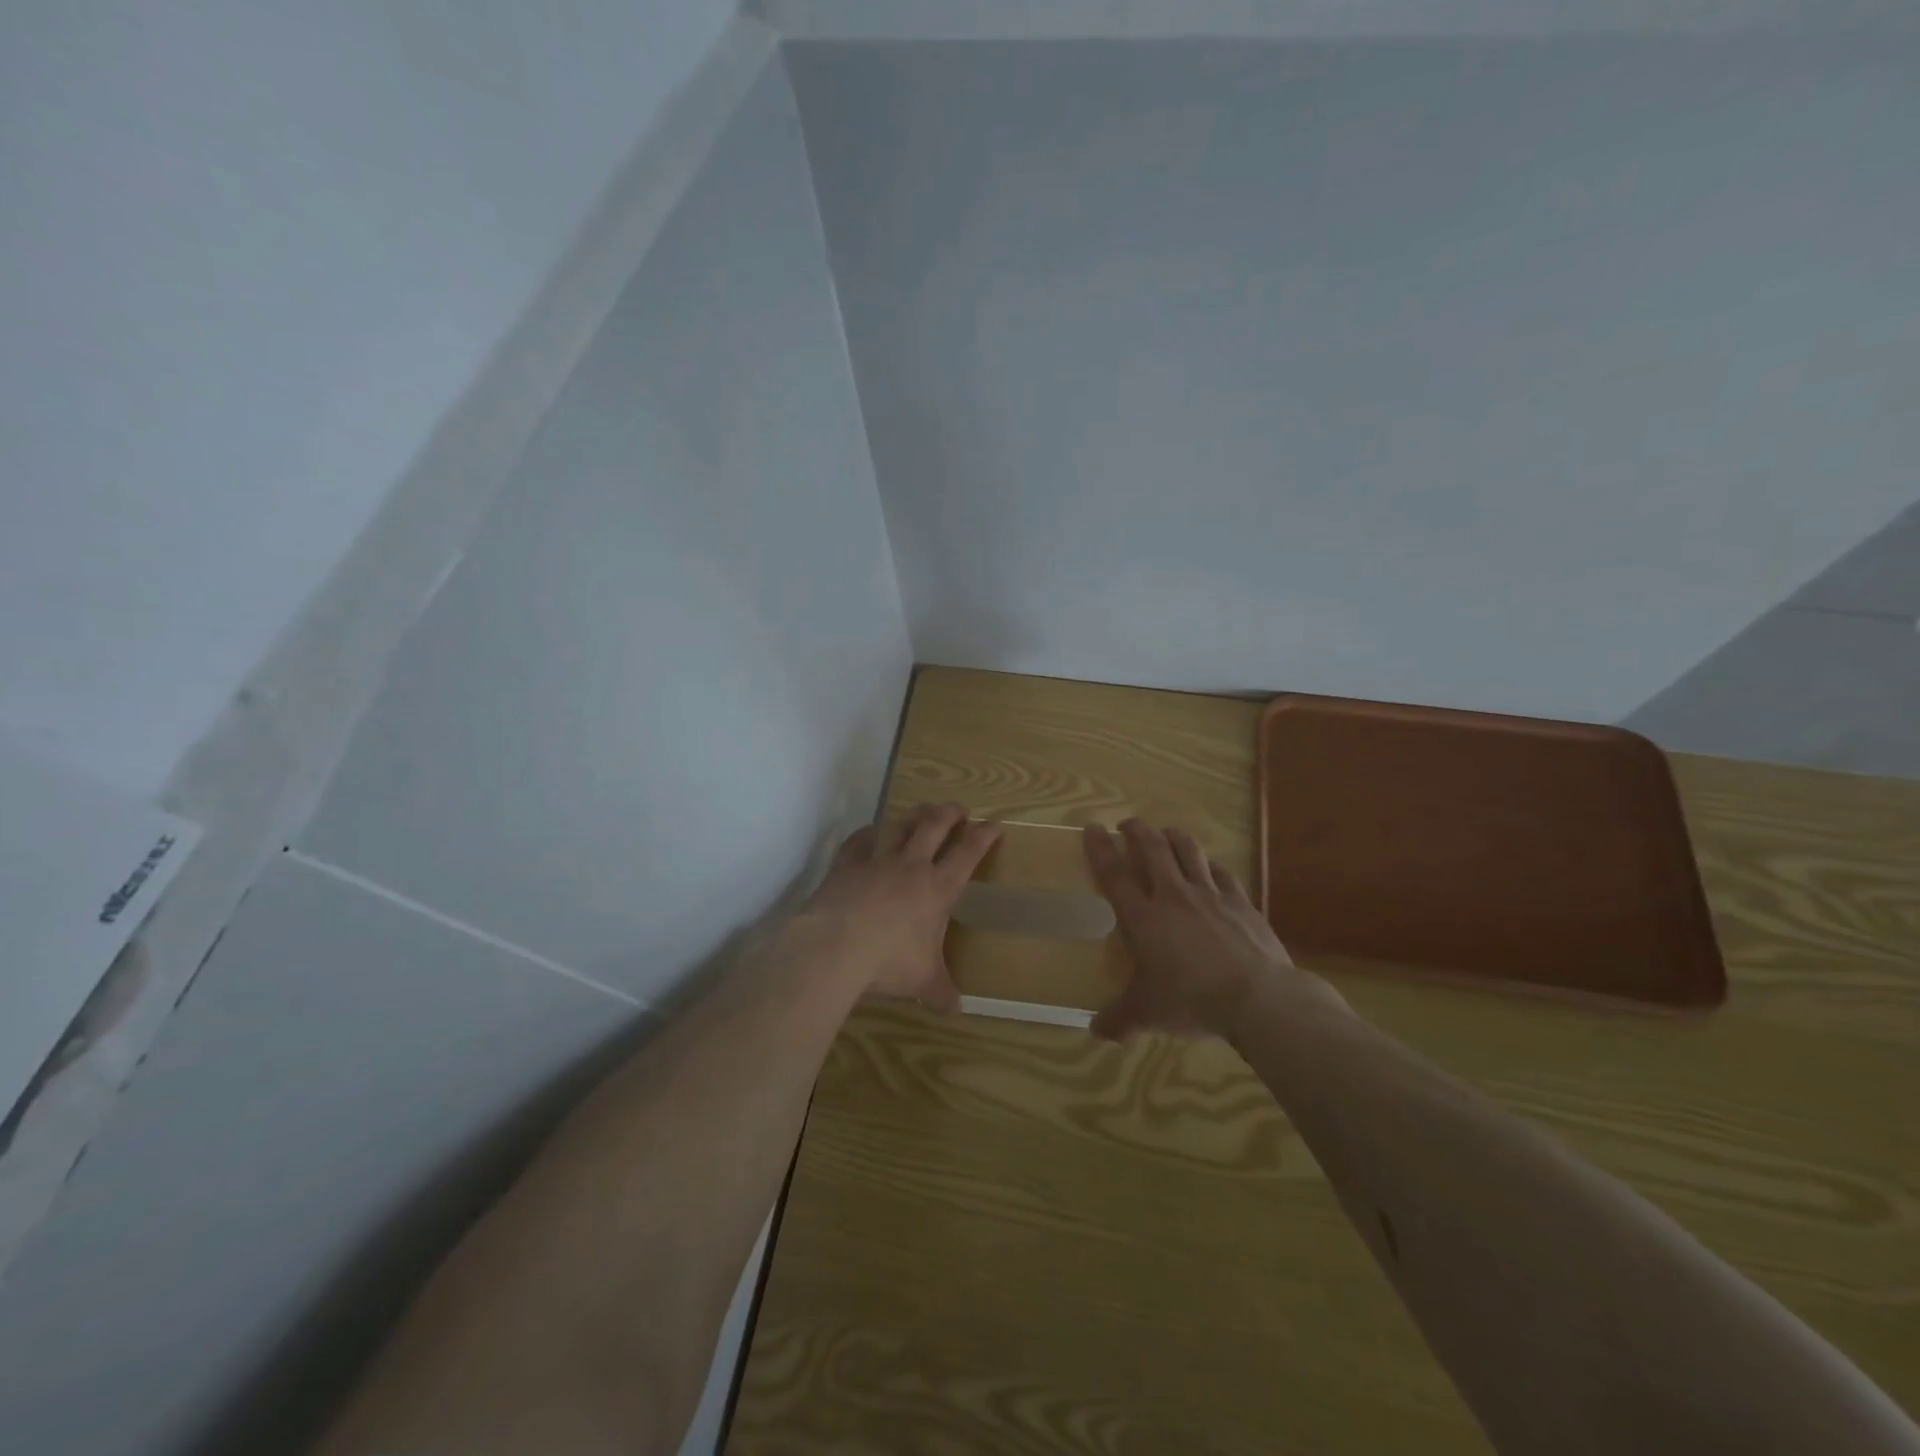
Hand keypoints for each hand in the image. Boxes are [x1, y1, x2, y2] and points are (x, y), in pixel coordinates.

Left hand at [803, 803, 1000, 1010]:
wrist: (836, 946)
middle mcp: (911, 866)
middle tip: (959, 808)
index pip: (968, 853)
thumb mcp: (922, 980)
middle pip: (935, 826)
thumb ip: (940, 992)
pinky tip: (869, 832)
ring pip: (900, 825)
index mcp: (937, 888)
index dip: (984, 836)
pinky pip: (858, 841)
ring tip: (922, 810)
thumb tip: (955, 1011)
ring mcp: (877, 861)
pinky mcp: (846, 865)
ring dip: (914, 814)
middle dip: (950, 813)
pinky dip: (866, 834)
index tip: (994, 824)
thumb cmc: (889, 962)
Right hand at [1084, 819, 1345, 1040]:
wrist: (1258, 998)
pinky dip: (1210, 865)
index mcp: (1142, 918)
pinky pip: (1222, 872)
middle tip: (1128, 824)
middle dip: (1137, 830)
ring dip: (1173, 837)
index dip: (1100, 848)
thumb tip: (1095, 1032)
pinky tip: (1210, 867)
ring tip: (1166, 833)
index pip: (1114, 874)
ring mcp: (1210, 895)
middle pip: (1152, 848)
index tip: (1093, 827)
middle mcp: (1173, 896)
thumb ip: (1119, 1021)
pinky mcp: (1241, 902)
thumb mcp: (1148, 1015)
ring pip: (1188, 850)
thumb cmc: (1192, 1001)